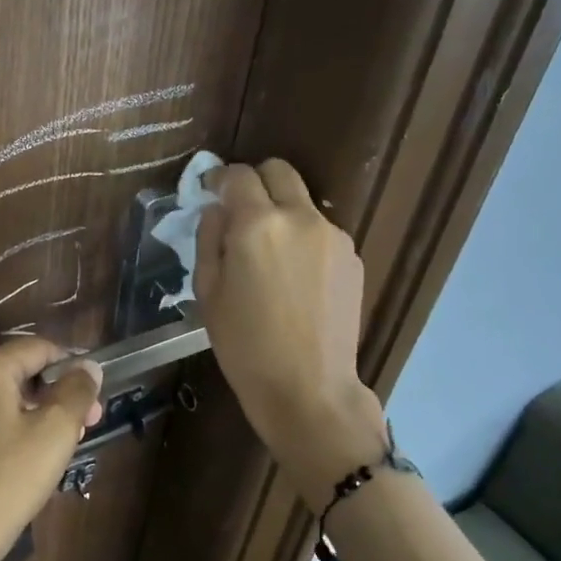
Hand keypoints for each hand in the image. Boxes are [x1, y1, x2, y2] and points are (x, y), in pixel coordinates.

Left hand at [0, 338, 103, 560]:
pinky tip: (33, 448)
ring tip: (66, 439)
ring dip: (38, 409)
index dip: (71, 366)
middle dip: (57, 392)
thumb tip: (88, 366)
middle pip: (20, 371)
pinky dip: (13, 422)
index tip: (94, 397)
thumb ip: (76, 391)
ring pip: (4, 394)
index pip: (38, 348)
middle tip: (86, 423)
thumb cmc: (9, 478)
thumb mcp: (54, 433)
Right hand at [195, 160, 386, 486]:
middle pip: (278, 171)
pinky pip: (321, 231)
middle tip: (240, 212)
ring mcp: (333, 236)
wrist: (309, 388)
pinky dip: (303, 239)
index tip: (210, 192)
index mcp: (256, 224)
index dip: (219, 179)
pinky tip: (295, 279)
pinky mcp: (353, 256)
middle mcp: (299, 217)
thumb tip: (217, 211)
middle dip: (255, 182)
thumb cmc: (245, 345)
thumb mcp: (207, 292)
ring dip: (281, 212)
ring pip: (302, 202)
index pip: (237, 175)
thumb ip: (209, 239)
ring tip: (270, 256)